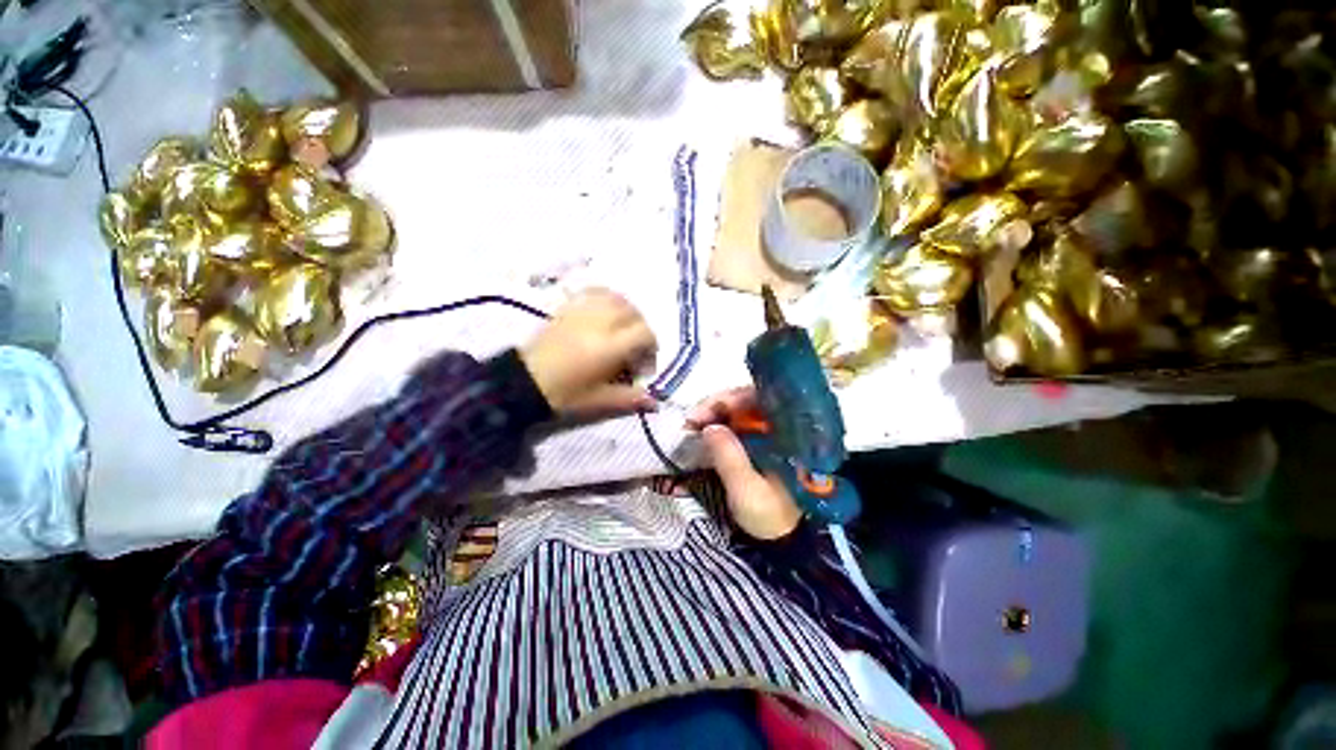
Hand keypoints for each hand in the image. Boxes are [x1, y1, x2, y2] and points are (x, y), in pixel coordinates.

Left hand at [521, 288, 657, 416]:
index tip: (642, 367)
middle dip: (641, 330)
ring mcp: (582, 312)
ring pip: (616, 298)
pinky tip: (606, 311)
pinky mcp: (568, 308)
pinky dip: (607, 298)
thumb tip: (655, 403)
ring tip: (623, 330)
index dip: (651, 348)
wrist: (523, 382)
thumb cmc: (564, 395)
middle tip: (634, 350)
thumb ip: (629, 398)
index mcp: (609, 347)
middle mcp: (599, 323)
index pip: (644, 333)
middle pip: (634, 313)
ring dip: (627, 312)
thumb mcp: (599, 400)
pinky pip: (594, 292)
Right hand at [688, 387, 802, 539]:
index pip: (754, 398)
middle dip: (714, 407)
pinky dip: (719, 428)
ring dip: (714, 417)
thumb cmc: (772, 516)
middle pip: (744, 401)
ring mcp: (770, 433)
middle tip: (690, 422)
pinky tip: (703, 435)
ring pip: (739, 412)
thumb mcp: (748, 490)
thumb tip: (709, 427)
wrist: (788, 541)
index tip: (696, 417)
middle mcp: (780, 425)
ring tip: (692, 427)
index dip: (723, 401)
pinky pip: (737, 427)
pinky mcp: (760, 444)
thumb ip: (729, 457)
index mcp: (786, 431)